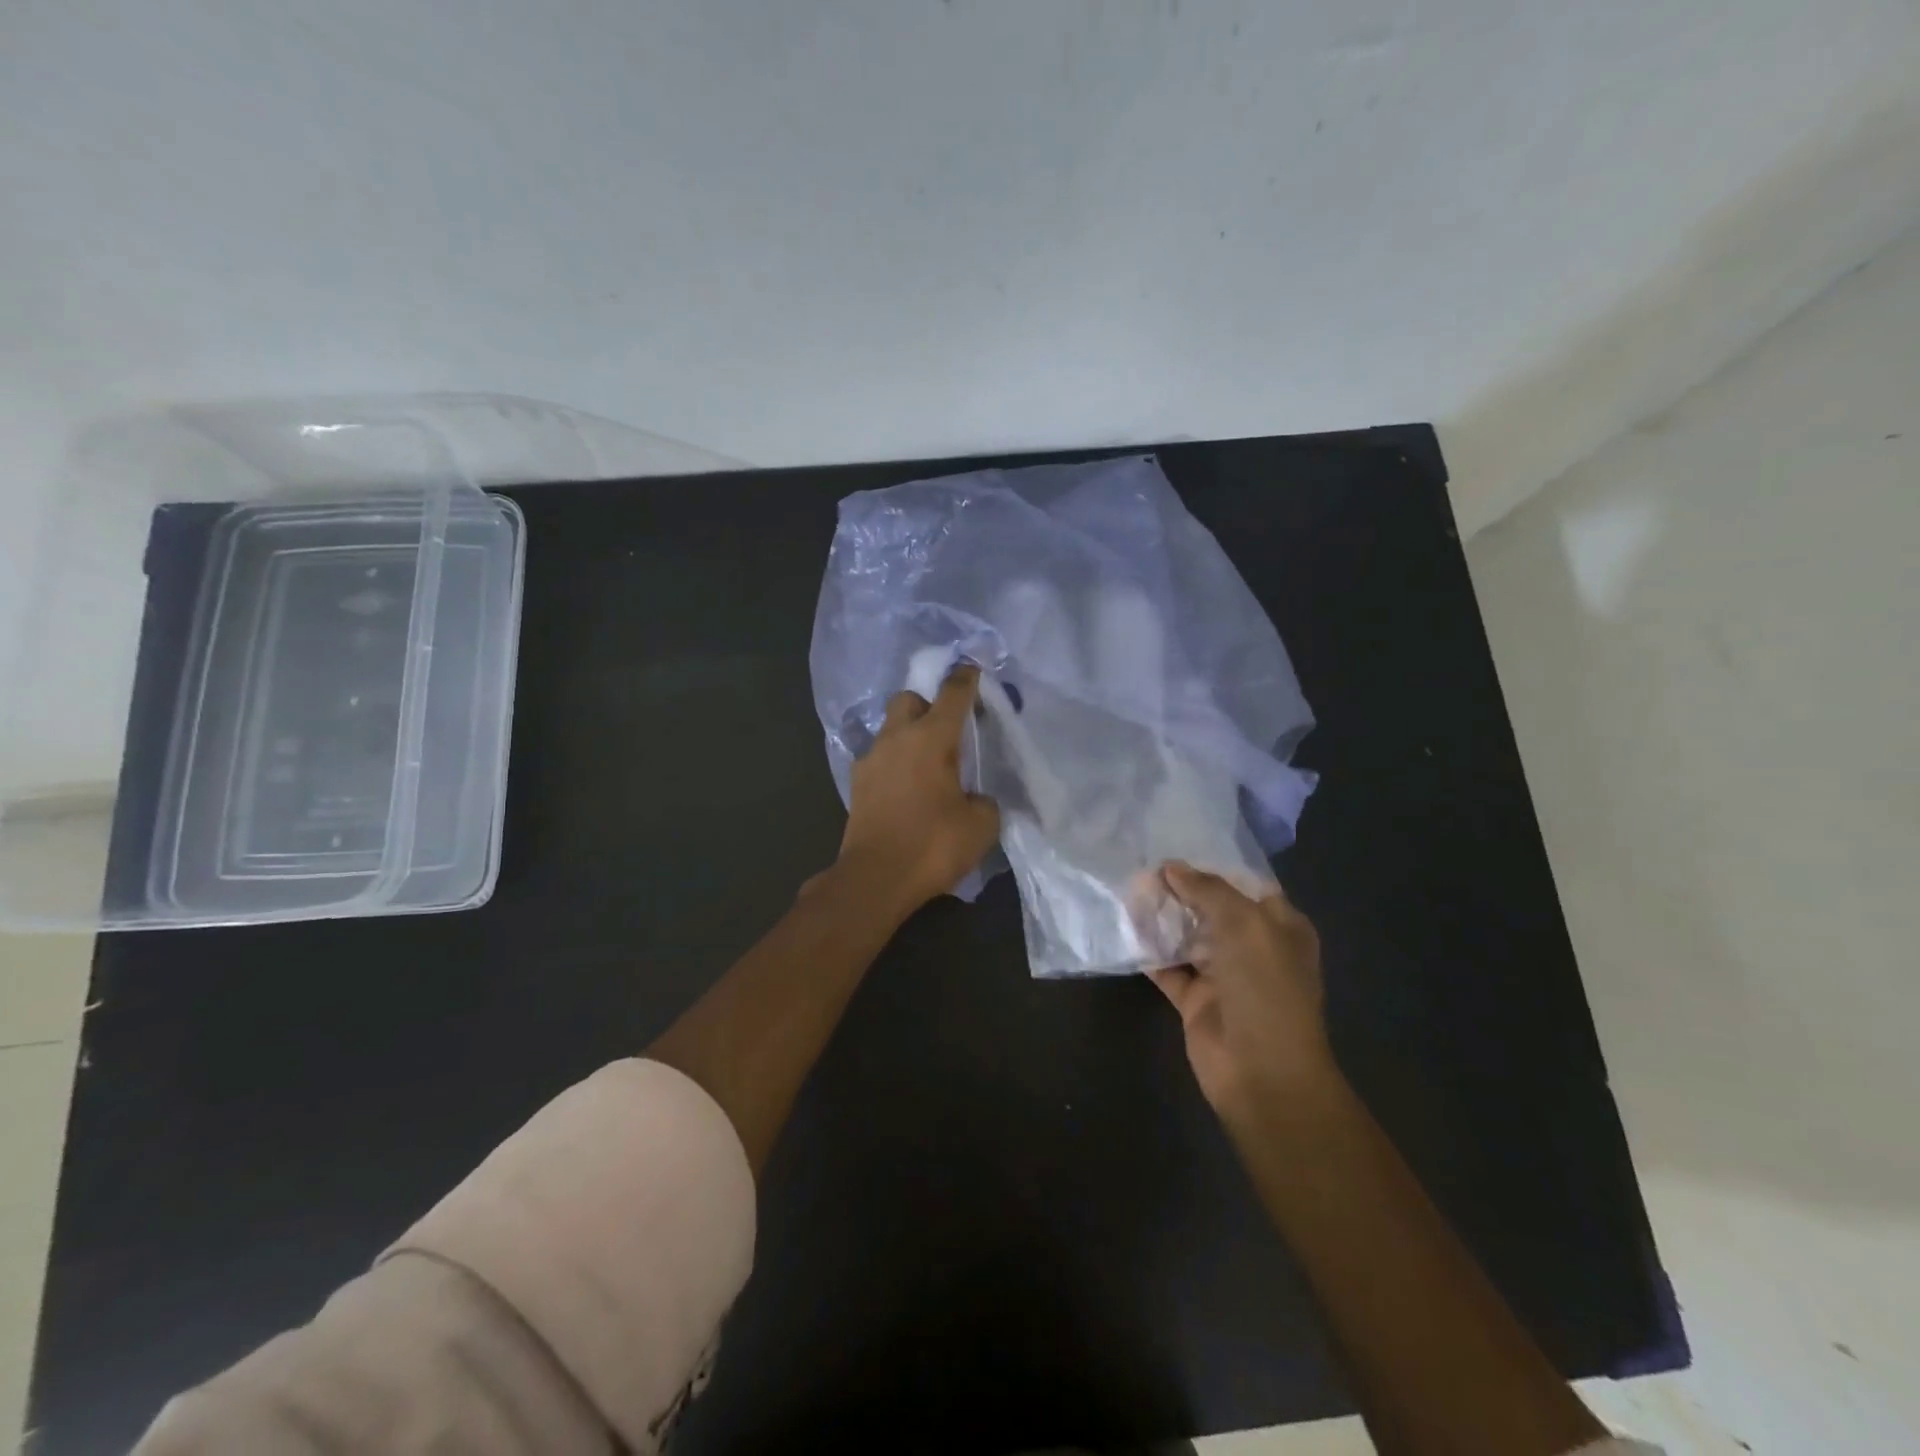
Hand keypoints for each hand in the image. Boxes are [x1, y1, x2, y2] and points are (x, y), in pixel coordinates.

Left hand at [837, 665, 1000, 917]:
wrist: (874, 879)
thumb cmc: (932, 846)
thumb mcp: (981, 825)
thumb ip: (985, 800)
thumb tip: (976, 797)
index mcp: (931, 738)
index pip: (952, 694)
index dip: (966, 679)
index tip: (974, 671)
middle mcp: (896, 739)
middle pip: (909, 699)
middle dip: (928, 704)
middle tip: (948, 730)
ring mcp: (871, 760)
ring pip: (890, 729)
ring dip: (909, 735)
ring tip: (928, 764)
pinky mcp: (857, 784)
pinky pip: (879, 758)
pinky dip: (895, 762)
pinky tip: (907, 787)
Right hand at [1149, 862, 1336, 1123]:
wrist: (1262, 1071)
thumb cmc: (1265, 987)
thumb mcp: (1244, 924)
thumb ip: (1207, 890)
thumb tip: (1170, 867)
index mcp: (1279, 926)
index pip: (1244, 884)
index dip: (1211, 866)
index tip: (1173, 847)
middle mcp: (1252, 947)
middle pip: (1210, 908)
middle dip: (1179, 889)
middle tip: (1140, 866)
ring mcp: (1222, 974)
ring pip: (1186, 936)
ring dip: (1160, 917)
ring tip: (1126, 889)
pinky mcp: (1195, 999)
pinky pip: (1167, 967)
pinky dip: (1147, 951)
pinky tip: (1123, 928)